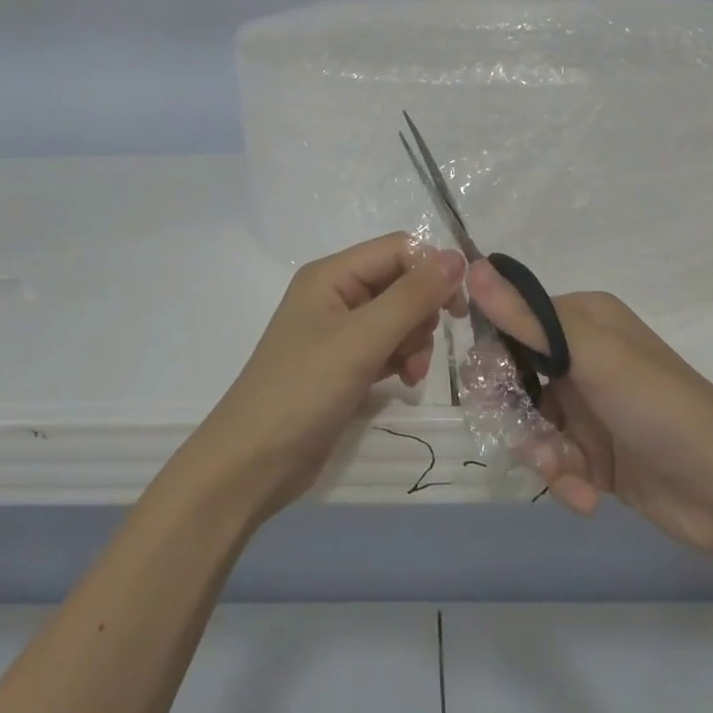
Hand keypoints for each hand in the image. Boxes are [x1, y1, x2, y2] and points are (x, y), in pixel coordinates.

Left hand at [183, 234, 466, 522]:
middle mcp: (336, 294)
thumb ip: (411, 297)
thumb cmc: (303, 390)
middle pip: (401, 282)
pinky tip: (403, 383)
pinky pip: (388, 346)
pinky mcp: (345, 364)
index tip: (458, 308)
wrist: (254, 463)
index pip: (398, 250)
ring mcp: (340, 331)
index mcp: (332, 274)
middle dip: (421, 312)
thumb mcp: (361, 340)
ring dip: (414, 340)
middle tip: (419, 345)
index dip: (432, 270)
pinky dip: (402, 360)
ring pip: (399, 317)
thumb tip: (456, 257)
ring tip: (410, 372)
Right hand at [469, 261, 712, 560]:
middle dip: (516, 416)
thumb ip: (527, 317)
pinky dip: (564, 479)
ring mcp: (588, 408)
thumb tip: (471, 266)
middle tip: (531, 441)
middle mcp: (581, 357)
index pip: (512, 325)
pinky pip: (554, 460)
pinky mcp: (596, 454)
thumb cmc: (659, 406)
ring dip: (540, 453)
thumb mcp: (592, 354)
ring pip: (529, 425)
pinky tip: (586, 497)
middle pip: (514, 380)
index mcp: (581, 320)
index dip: (494, 358)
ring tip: (566, 474)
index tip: (491, 389)